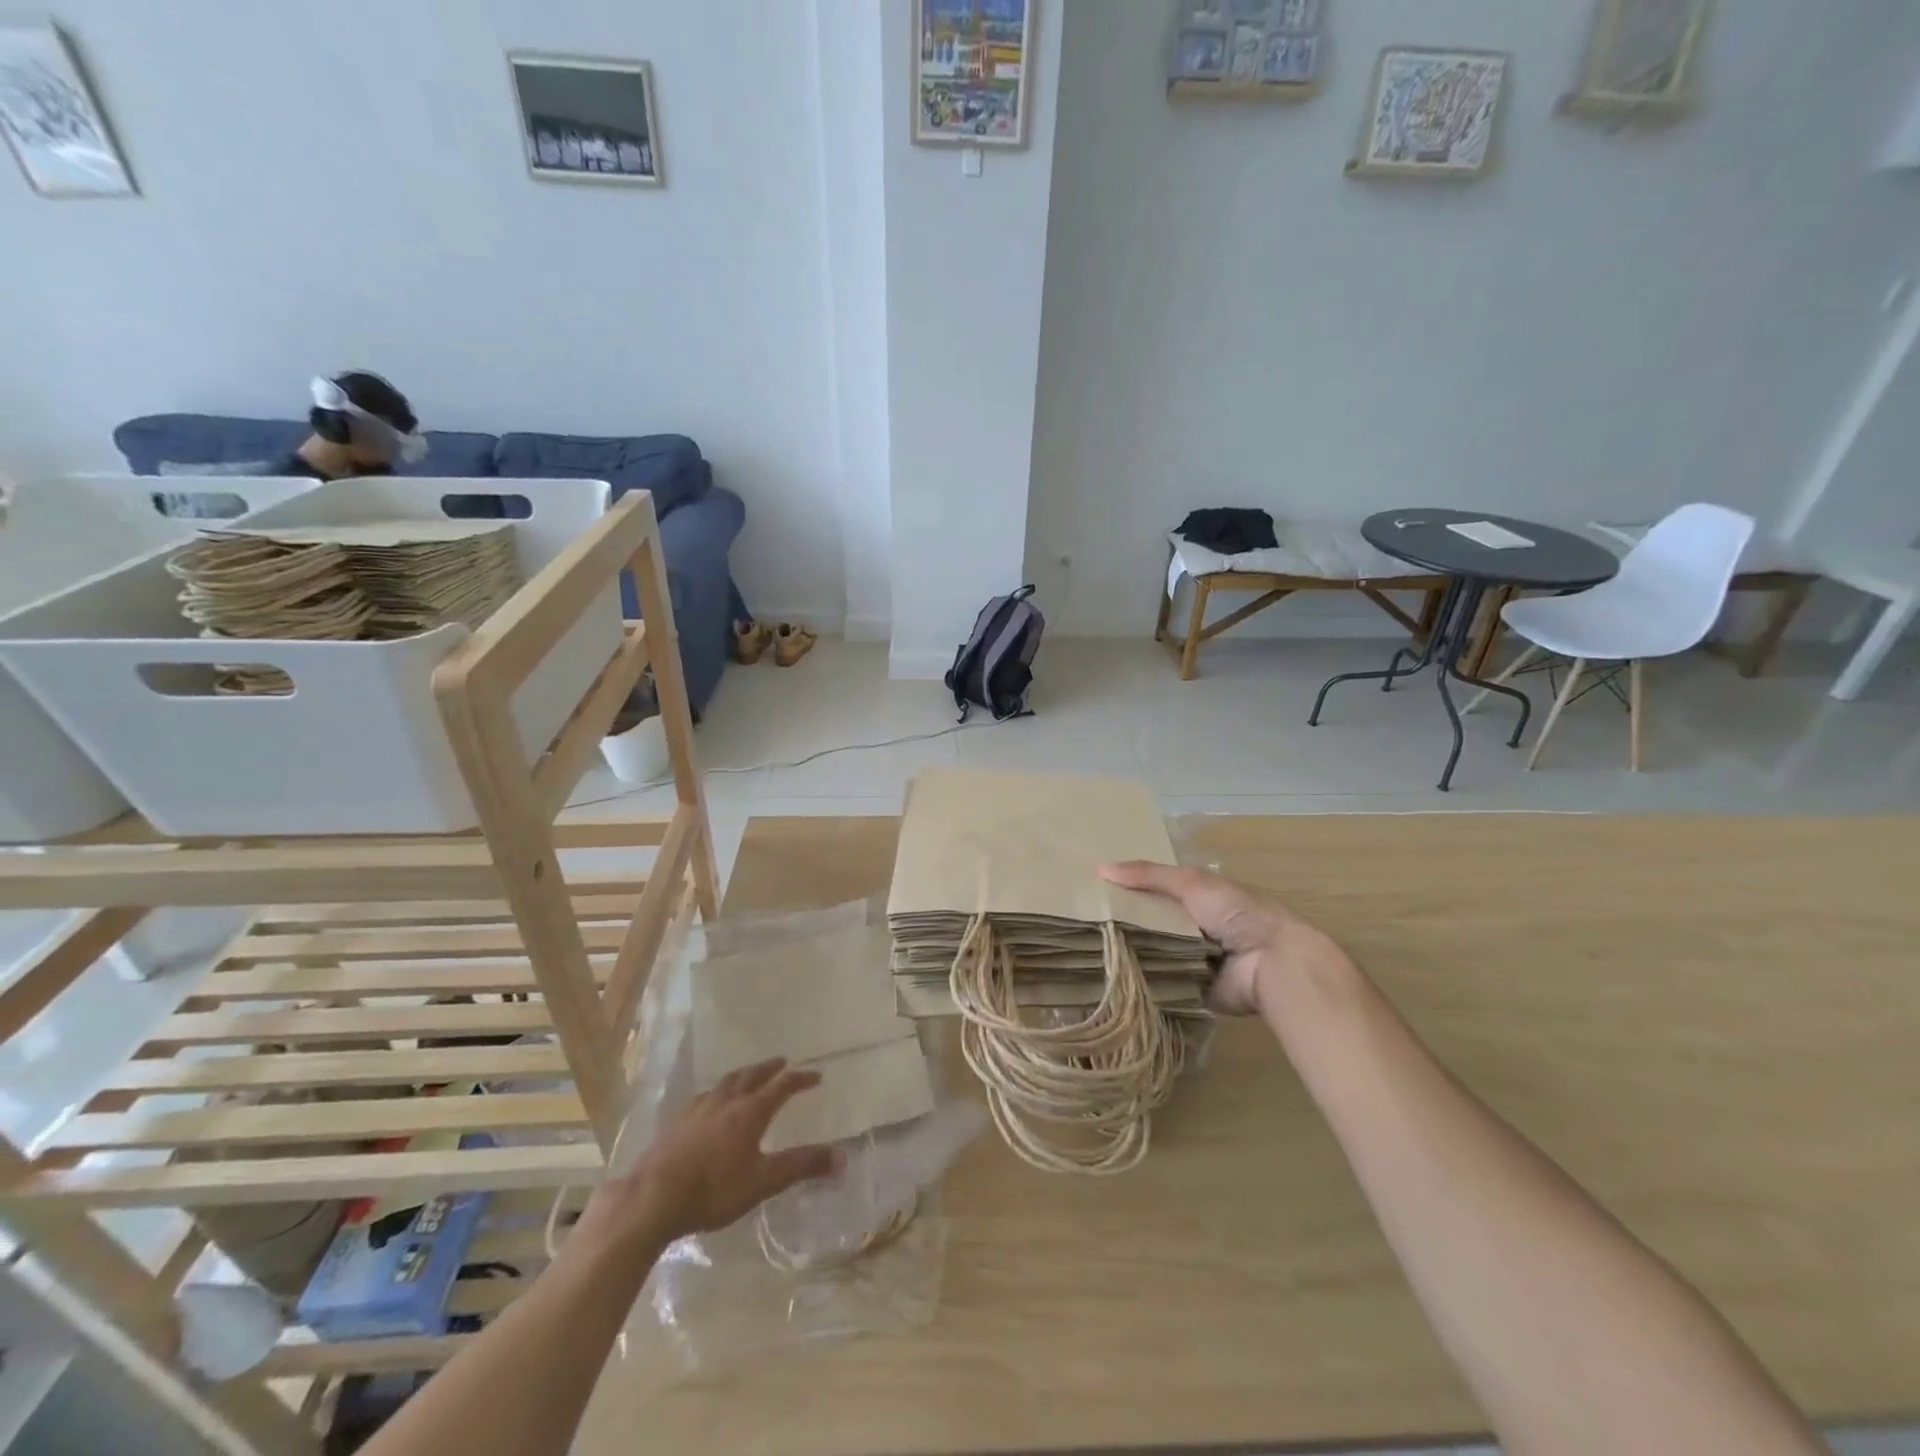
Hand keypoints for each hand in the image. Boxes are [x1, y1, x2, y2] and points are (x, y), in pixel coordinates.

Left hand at [582, 1059, 840, 1252]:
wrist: (653, 1197)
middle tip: (782, 1061)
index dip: (800, 1079)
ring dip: (743, 1075)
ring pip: (726, 1082)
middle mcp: (727, 1101)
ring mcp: (698, 1110)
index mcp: (750, 1111)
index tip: (816, 1076)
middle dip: (770, 1068)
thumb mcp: (764, 1181)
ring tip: (748, 1075)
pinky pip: (703, 1097)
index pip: (782, 1086)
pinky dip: (716, 1092)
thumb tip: (842, 1156)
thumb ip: (802, 1166)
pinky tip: (710, 1102)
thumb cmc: (714, 1189)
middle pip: (752, 1076)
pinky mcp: (677, 1123)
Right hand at [1099, 860, 1349, 1016]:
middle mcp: (1197, 928)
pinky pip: (1162, 984)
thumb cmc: (1237, 913)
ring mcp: (1196, 961)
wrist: (1271, 963)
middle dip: (1126, 923)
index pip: (1157, 892)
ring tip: (1090, 950)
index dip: (1130, 890)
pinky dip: (1144, 982)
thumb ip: (1149, 875)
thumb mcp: (1191, 883)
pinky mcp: (1194, 990)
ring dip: (1132, 953)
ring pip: (1154, 953)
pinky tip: (1111, 978)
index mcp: (1201, 899)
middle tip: (1086, 923)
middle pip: (1153, 923)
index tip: (1094, 892)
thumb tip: (1100, 868)